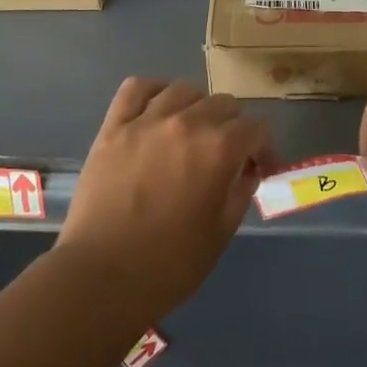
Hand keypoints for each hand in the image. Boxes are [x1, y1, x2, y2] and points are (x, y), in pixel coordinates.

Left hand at [58, 77, 276, 315]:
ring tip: (191, 131)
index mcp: (219, 149)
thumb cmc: (169, 264)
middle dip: (234, 128)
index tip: (260, 168)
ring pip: (184, 90)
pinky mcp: (113, 128)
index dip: (265, 148)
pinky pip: (136, 88)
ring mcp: (146, 121)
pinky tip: (158, 109)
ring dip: (197, 108)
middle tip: (226, 156)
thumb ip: (240, 192)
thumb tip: (247, 170)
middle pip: (224, 104)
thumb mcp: (221, 232)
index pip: (257, 128)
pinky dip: (153, 91)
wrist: (101, 277)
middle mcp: (186, 123)